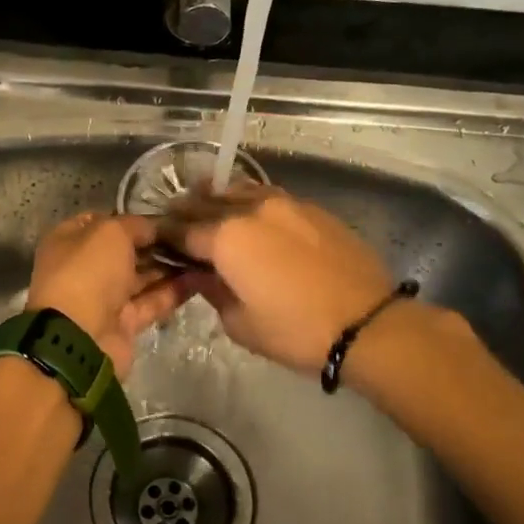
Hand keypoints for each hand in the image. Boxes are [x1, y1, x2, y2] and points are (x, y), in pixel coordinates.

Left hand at [26, 211, 190, 375]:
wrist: (80, 338)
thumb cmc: (88, 272)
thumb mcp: (111, 232)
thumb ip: (136, 225)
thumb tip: (155, 227)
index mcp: (70, 241)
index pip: (104, 222)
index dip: (134, 219)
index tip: (168, 217)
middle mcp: (85, 268)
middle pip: (125, 251)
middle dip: (156, 244)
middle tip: (192, 236)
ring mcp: (104, 298)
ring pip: (141, 277)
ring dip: (169, 267)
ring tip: (202, 255)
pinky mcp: (124, 323)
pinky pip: (151, 302)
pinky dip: (173, 292)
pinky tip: (200, 279)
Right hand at [161, 182, 396, 372]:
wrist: (366, 323)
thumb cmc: (295, 331)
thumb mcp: (240, 324)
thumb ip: (213, 292)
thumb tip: (204, 275)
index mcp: (226, 238)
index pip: (182, 230)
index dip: (166, 237)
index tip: (157, 241)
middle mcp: (251, 210)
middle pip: (207, 202)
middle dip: (187, 212)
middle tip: (177, 221)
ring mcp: (285, 204)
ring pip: (240, 191)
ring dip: (219, 199)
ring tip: (211, 209)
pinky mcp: (312, 209)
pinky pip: (269, 197)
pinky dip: (251, 203)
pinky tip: (253, 217)